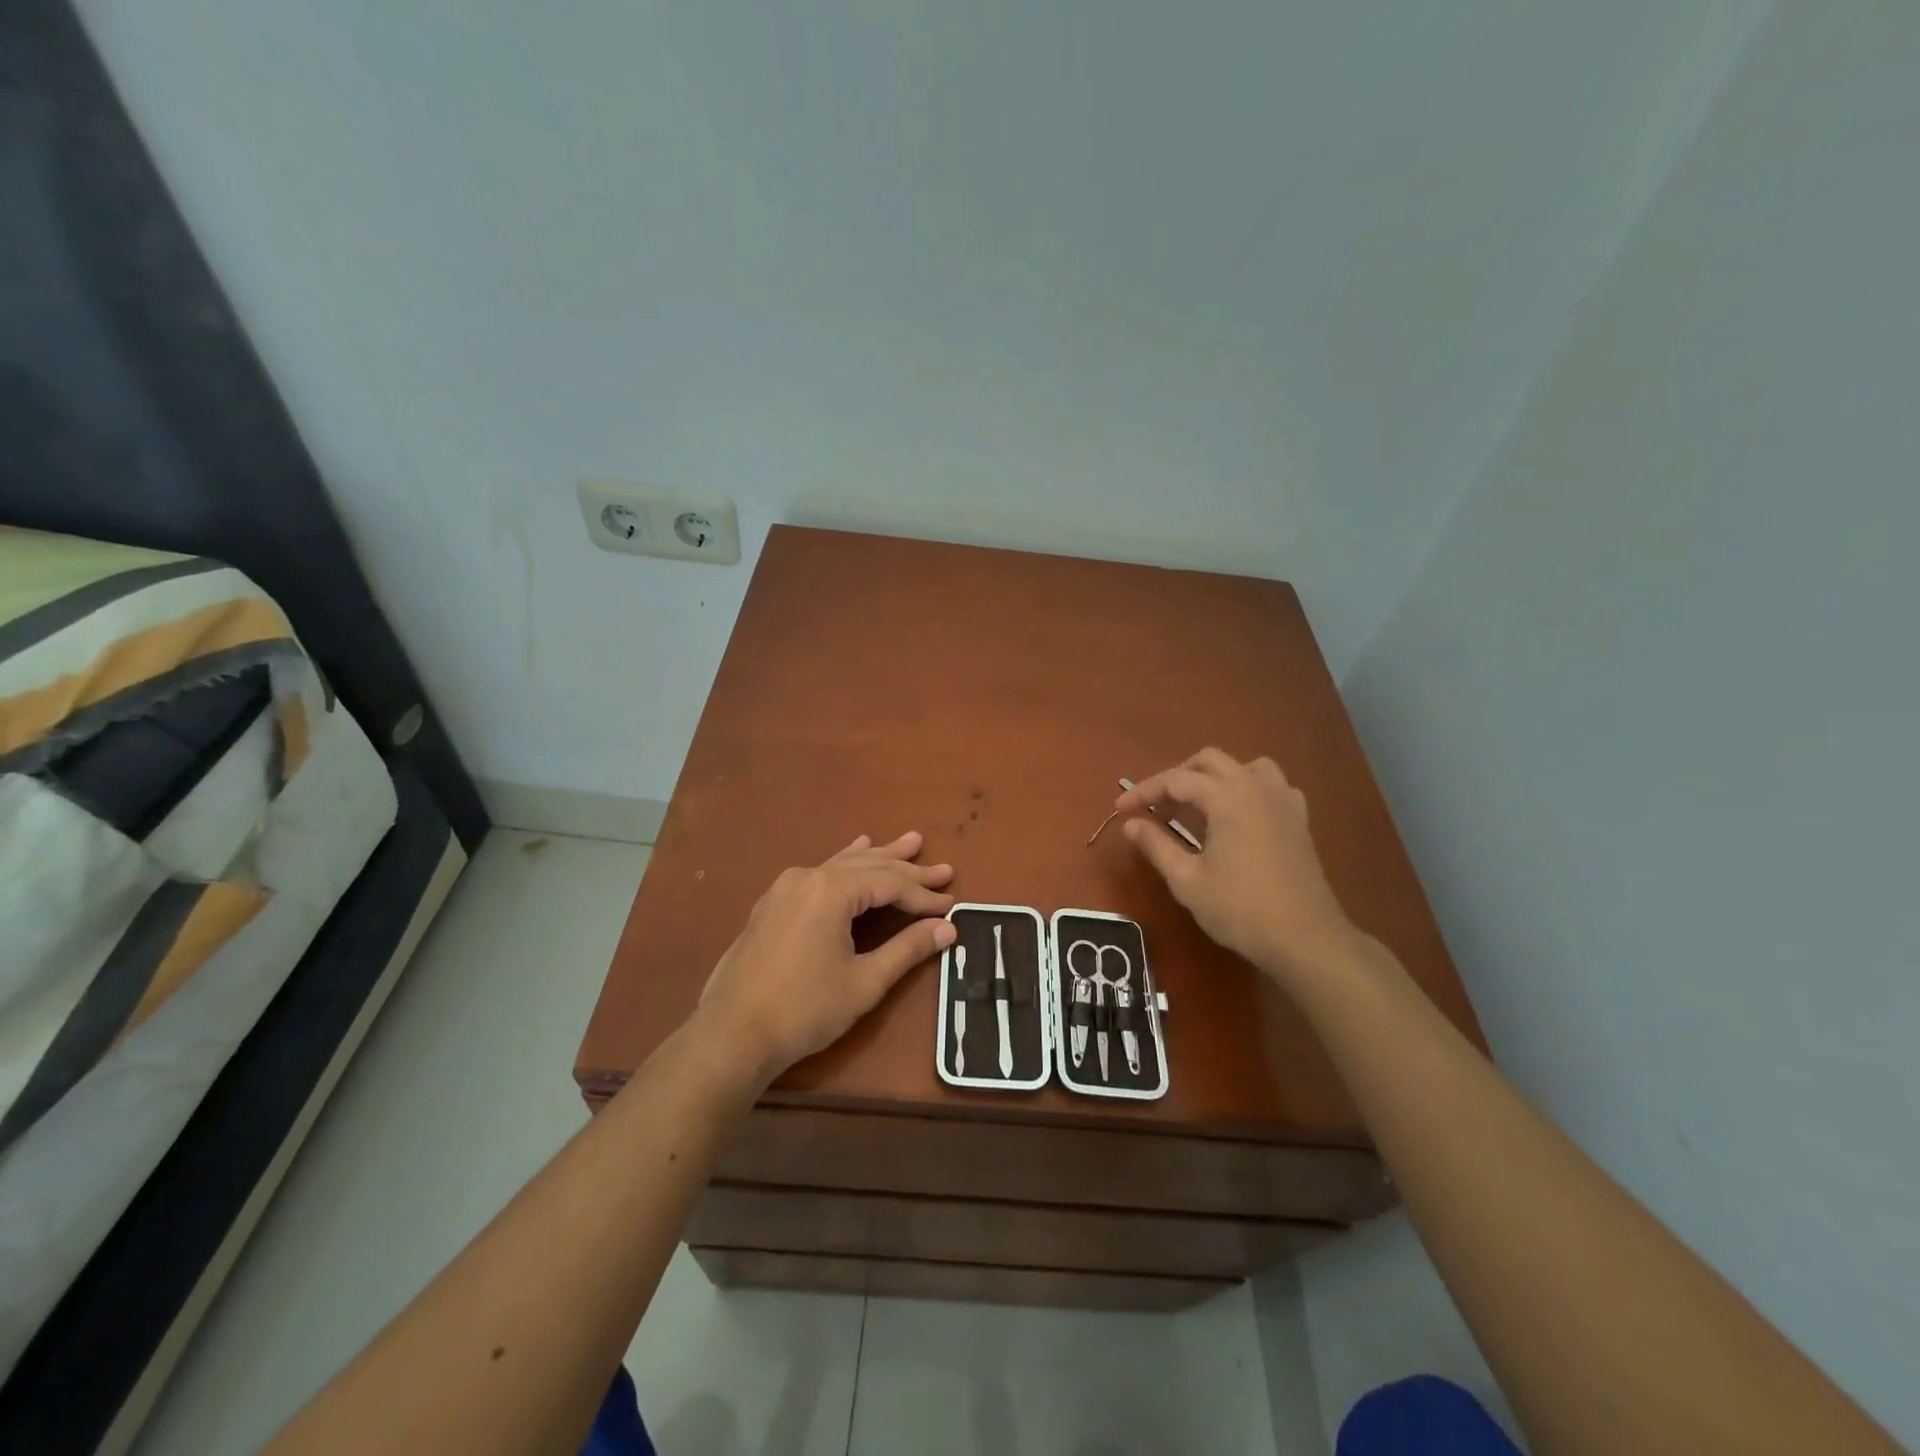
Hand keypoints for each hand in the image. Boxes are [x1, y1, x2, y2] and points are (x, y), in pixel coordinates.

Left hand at [697, 831, 956, 1084]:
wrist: (731, 1034)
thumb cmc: (804, 1009)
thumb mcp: (865, 981)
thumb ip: (907, 949)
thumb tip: (946, 928)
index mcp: (832, 890)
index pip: (890, 884)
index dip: (923, 897)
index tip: (951, 906)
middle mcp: (809, 876)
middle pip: (869, 867)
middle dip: (908, 871)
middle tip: (944, 870)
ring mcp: (786, 887)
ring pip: (843, 864)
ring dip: (879, 857)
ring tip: (909, 843)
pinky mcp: (773, 903)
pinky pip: (820, 873)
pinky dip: (845, 863)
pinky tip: (854, 850)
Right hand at [1117, 749, 1358, 987]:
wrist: (1305, 938)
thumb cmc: (1240, 909)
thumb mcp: (1187, 880)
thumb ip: (1156, 845)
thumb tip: (1131, 824)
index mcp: (1227, 797)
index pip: (1175, 780)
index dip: (1143, 792)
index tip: (1120, 810)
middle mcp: (1256, 787)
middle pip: (1209, 761)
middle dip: (1177, 778)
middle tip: (1156, 809)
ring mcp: (1282, 801)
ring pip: (1245, 766)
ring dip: (1216, 778)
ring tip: (1198, 806)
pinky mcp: (1298, 819)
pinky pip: (1271, 786)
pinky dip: (1248, 790)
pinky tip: (1239, 816)